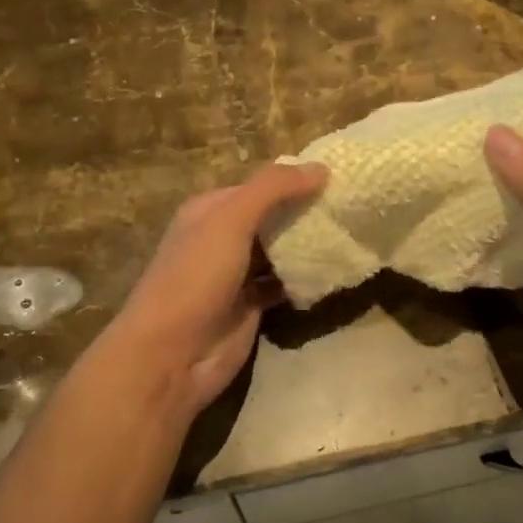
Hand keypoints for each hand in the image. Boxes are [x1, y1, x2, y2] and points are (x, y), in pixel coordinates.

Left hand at [107, 162, 327, 414]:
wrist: (171, 354)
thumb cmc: (196, 277)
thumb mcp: (231, 220)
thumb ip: (273, 189)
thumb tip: (322, 168)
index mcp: (209, 211)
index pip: (258, 185)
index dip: (293, 180)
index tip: (337, 178)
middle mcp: (221, 238)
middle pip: (270, 218)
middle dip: (304, 212)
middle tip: (350, 206)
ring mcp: (235, 275)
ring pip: (278, 252)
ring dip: (307, 246)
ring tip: (349, 234)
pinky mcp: (249, 307)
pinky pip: (282, 285)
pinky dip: (303, 280)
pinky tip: (330, 273)